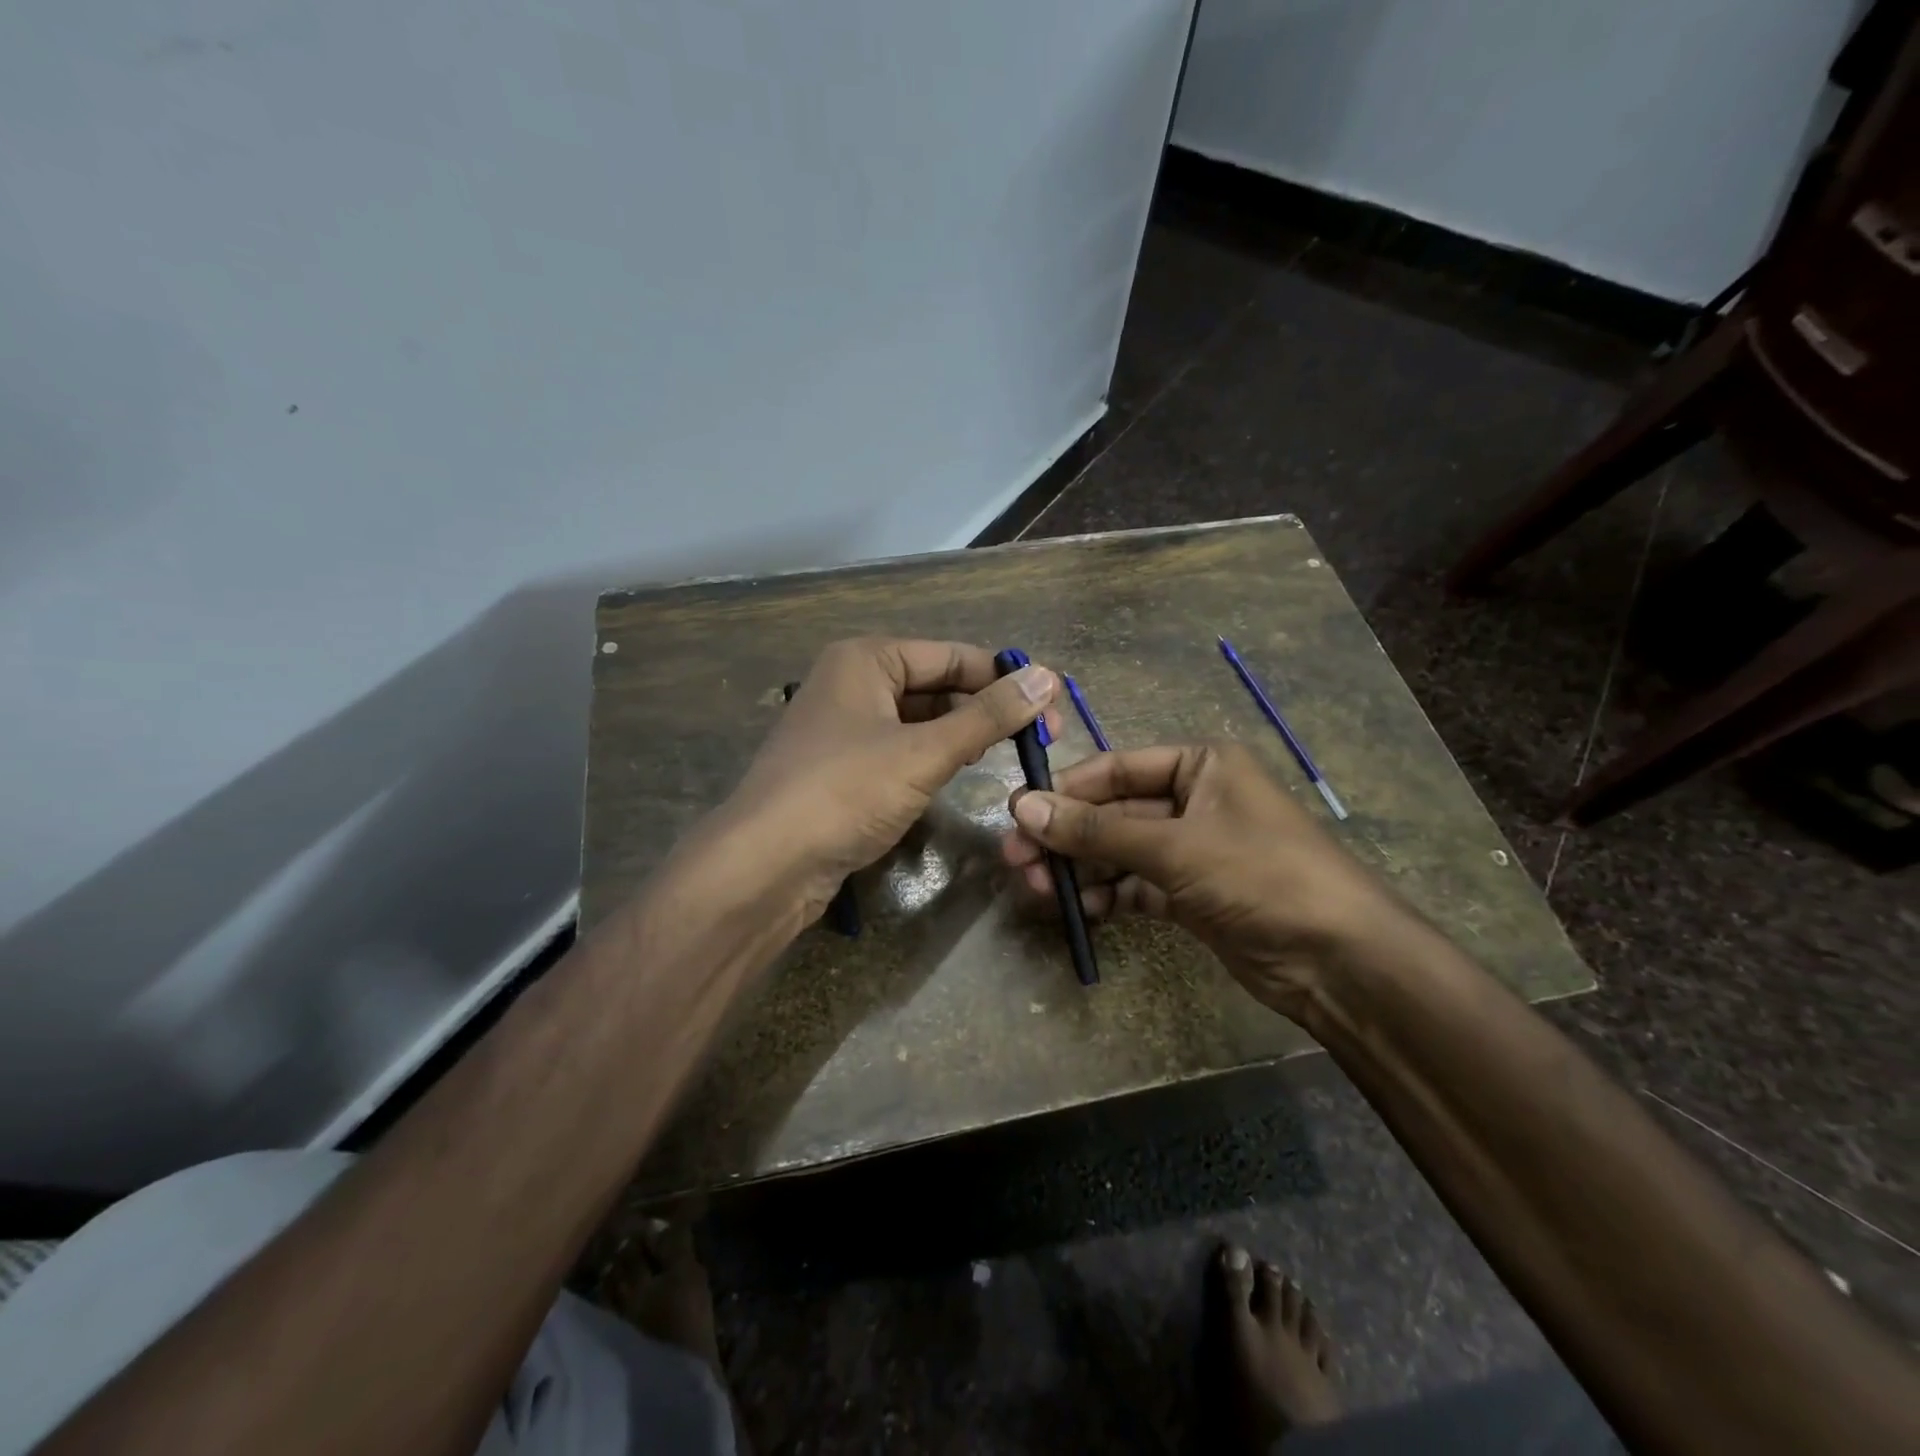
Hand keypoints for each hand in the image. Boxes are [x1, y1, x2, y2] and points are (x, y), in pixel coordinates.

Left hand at [724, 637, 1060, 914]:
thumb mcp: (924, 752)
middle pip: (935, 685)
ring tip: (1010, 754)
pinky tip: (961, 773)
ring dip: (962, 734)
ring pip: (919, 720)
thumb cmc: (845, 792)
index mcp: (866, 659)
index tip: (1052, 706)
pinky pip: (900, 749)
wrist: (765, 865)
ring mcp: (844, 727)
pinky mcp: (842, 768)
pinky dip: (933, 757)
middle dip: (985, 709)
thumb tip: (1047, 678)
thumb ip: (987, 716)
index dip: (1004, 679)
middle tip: (1040, 739)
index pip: (952, 655)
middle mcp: (852, 682)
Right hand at [1002, 742, 1416, 1017]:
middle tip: (1016, 862)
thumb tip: (1022, 807)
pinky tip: (1079, 911)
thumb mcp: (1175, 847)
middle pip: (1113, 813)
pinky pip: (1136, 886)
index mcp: (1200, 766)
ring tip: (1039, 892)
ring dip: (1080, 870)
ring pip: (1119, 852)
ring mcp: (1192, 850)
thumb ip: (1096, 830)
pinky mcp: (1192, 894)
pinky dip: (1108, 896)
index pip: (1116, 769)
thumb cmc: (1260, 875)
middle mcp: (1194, 800)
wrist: (1339, 959)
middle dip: (1066, 838)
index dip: (1066, 790)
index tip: (1017, 813)